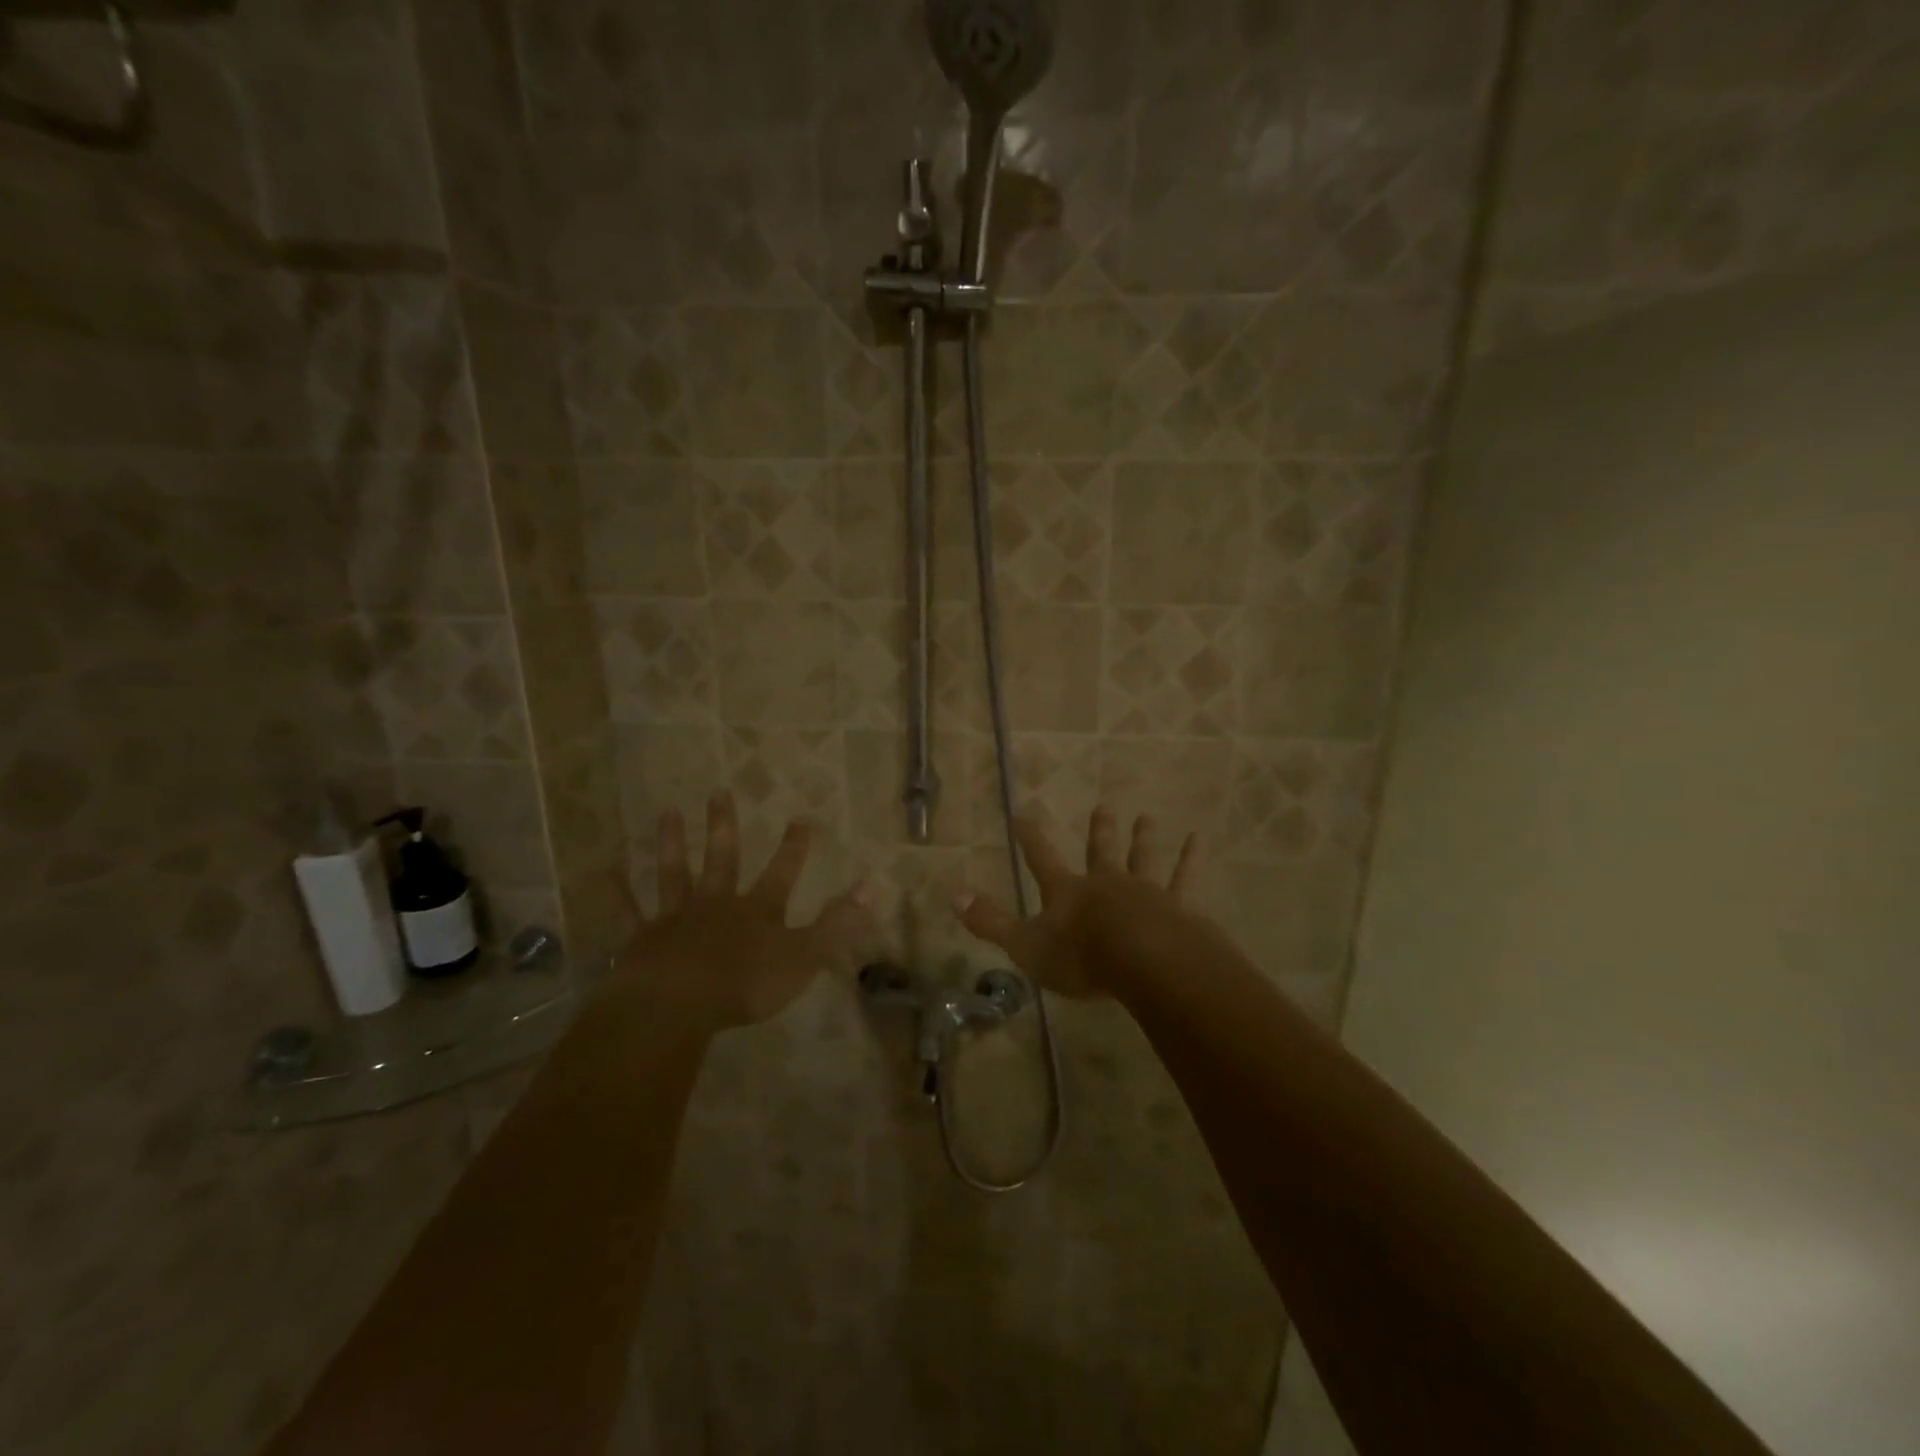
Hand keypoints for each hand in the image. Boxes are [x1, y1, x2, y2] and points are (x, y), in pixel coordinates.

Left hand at [613, 792, 875, 1029]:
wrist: (678, 1004)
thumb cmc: (746, 984)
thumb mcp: (804, 957)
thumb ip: (837, 924)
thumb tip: (873, 888)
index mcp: (757, 912)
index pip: (782, 872)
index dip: (793, 848)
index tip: (800, 818)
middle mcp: (717, 904)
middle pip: (723, 859)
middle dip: (724, 827)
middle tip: (718, 792)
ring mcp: (676, 918)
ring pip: (675, 874)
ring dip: (672, 843)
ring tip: (667, 812)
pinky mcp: (643, 939)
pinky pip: (627, 911)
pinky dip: (616, 890)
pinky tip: (604, 868)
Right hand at [957, 807, 1200, 997]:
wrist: (1142, 960)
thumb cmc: (1080, 956)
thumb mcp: (1025, 945)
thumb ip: (991, 922)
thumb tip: (953, 896)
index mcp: (1067, 893)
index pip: (1041, 858)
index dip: (1030, 837)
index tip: (1022, 813)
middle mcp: (1105, 883)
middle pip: (1099, 852)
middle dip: (1098, 830)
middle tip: (1103, 805)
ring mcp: (1143, 891)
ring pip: (1142, 858)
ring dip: (1142, 838)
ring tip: (1147, 816)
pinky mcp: (1177, 906)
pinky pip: (1185, 878)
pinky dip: (1190, 859)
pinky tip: (1199, 839)